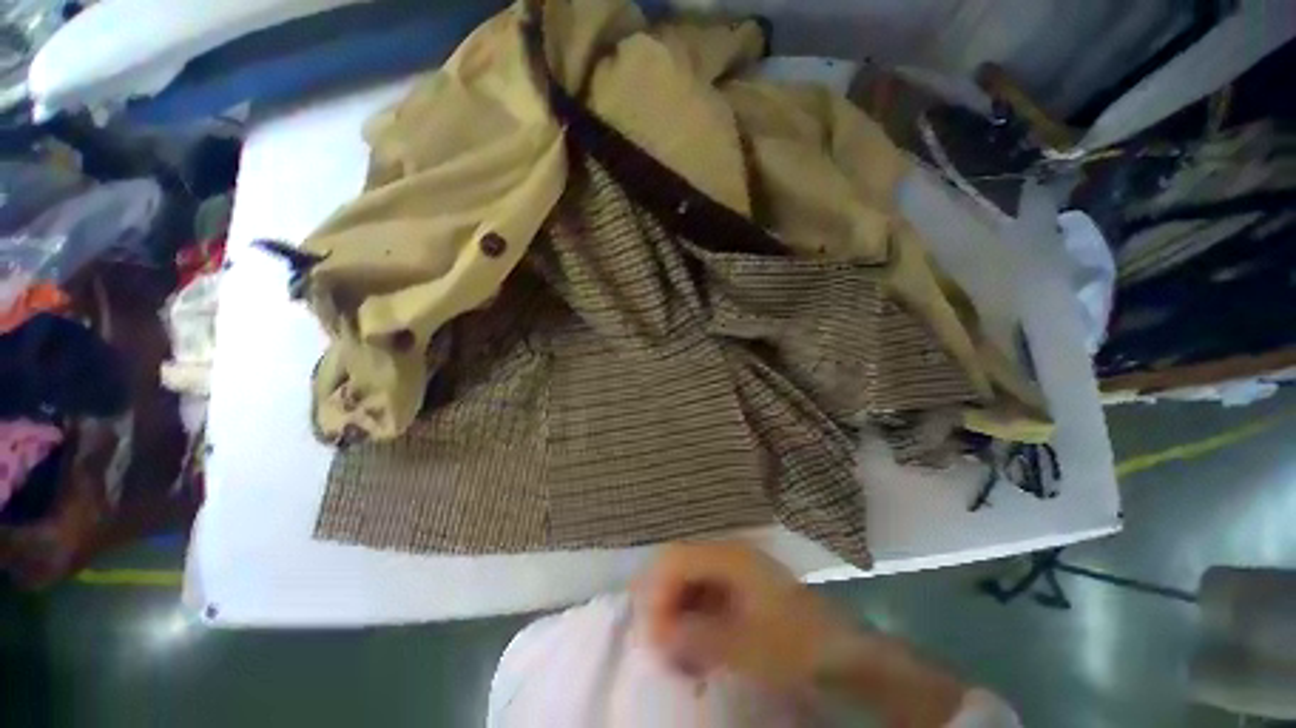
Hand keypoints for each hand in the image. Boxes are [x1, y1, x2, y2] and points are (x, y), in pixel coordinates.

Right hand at [633, 541, 850, 688]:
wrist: (840, 652)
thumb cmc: (793, 643)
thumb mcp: (744, 646)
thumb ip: (696, 636)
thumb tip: (656, 633)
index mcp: (727, 556)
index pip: (675, 559)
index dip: (657, 592)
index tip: (652, 635)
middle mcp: (726, 555)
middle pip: (679, 568)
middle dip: (664, 606)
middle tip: (661, 649)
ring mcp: (733, 570)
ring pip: (689, 583)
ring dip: (678, 616)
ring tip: (678, 656)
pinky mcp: (739, 589)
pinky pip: (704, 597)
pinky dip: (694, 622)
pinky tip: (697, 652)